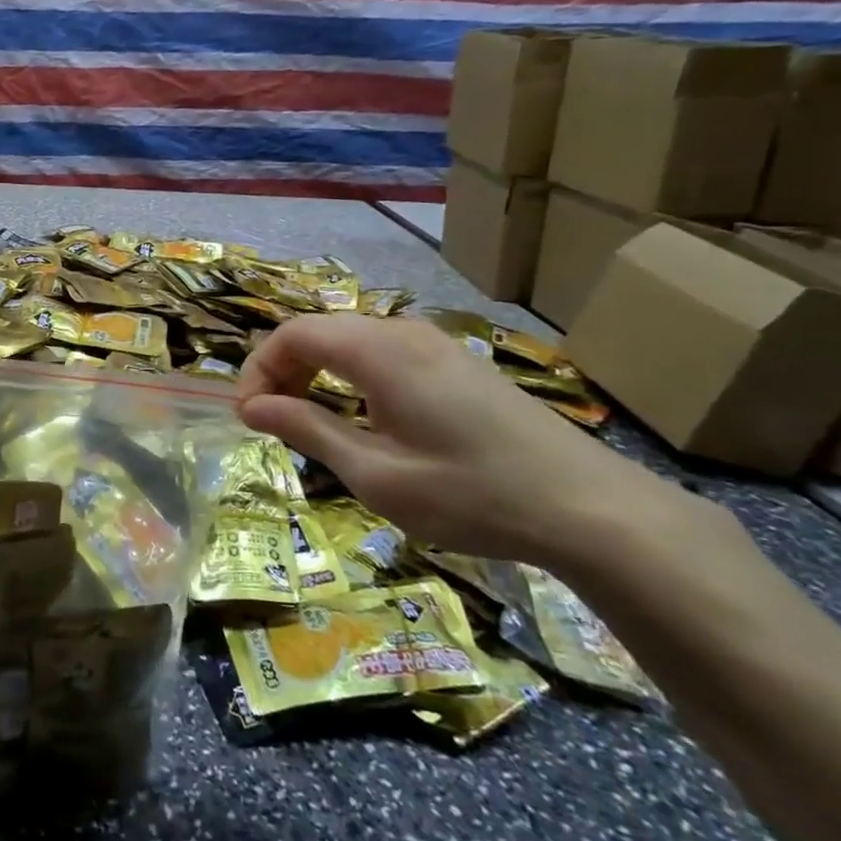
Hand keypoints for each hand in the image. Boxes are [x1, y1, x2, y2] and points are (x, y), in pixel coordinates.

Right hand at [236, 315, 686, 565]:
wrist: (591, 509)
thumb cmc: (471, 494)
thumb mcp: (376, 473)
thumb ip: (308, 430)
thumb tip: (253, 407)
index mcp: (379, 351)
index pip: (293, 334)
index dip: (259, 369)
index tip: (248, 417)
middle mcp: (403, 333)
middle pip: (319, 331)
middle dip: (283, 371)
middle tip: (273, 422)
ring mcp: (435, 344)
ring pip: (349, 340)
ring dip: (316, 373)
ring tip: (310, 422)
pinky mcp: (456, 362)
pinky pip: (382, 352)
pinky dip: (350, 376)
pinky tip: (362, 417)